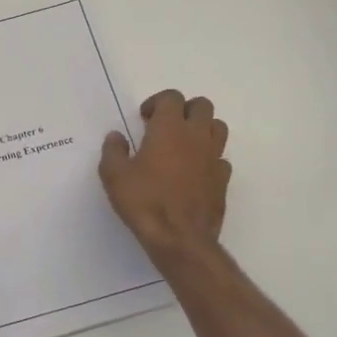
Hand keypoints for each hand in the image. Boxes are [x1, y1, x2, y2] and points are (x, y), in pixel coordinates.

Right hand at [100, 90, 231, 258]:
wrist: (180, 239)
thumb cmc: (144, 202)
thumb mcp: (114, 175)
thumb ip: (113, 150)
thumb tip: (116, 136)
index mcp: (169, 129)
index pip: (171, 97)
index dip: (157, 102)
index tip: (144, 119)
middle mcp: (196, 136)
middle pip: (202, 105)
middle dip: (184, 110)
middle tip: (165, 127)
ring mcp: (214, 158)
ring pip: (217, 127)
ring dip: (201, 129)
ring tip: (183, 145)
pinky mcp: (223, 180)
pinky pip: (221, 158)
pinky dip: (209, 158)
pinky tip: (194, 172)